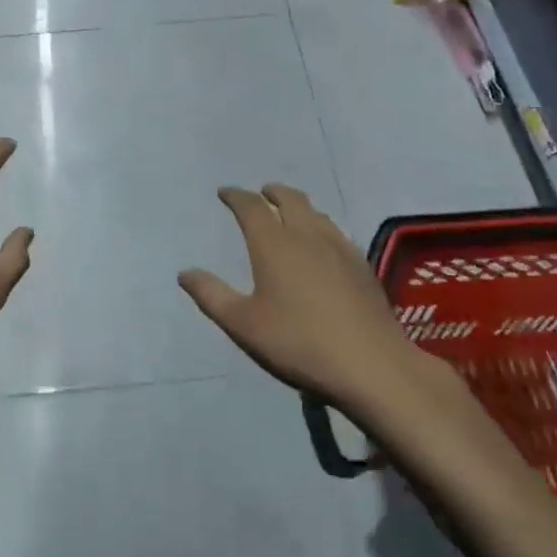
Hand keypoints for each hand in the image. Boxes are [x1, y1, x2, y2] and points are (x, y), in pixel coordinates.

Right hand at [180, 184, 459, 412]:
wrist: (371, 365)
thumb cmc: (299, 343)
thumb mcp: (243, 325)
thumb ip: (211, 296)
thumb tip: (184, 273)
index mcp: (274, 244)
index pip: (251, 207)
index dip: (236, 196)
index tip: (225, 193)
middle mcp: (306, 235)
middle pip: (289, 199)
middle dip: (271, 192)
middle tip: (261, 193)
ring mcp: (339, 247)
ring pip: (315, 212)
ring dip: (298, 205)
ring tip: (290, 212)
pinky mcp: (361, 265)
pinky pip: (335, 231)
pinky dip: (320, 225)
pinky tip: (323, 243)